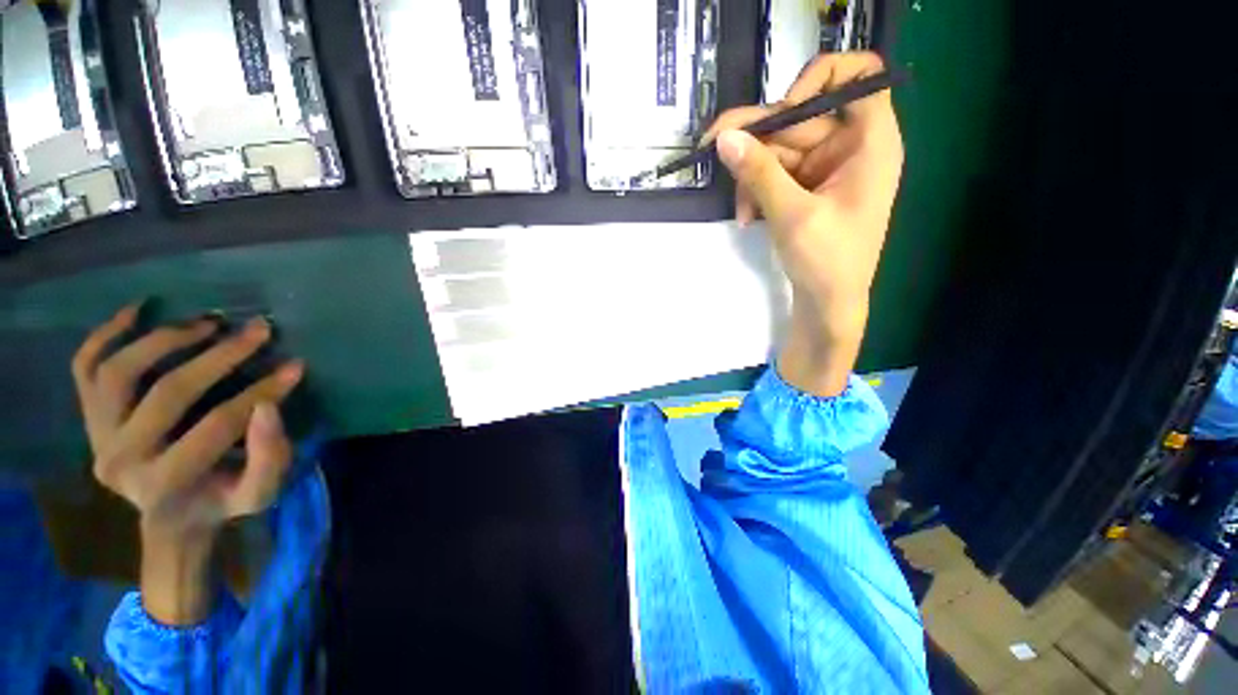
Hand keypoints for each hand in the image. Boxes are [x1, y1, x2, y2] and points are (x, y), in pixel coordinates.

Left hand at [73, 305, 304, 539]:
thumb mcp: (259, 492)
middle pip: (168, 391)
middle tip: (257, 329)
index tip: (295, 366)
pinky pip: (85, 366)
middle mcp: (120, 458)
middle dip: (220, 355)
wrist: (169, 516)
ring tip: (207, 323)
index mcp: (165, 482)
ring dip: (165, 338)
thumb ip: (270, 456)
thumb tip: (269, 405)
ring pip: (119, 370)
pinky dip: (106, 333)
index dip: (261, 392)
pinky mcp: (88, 417)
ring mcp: (97, 435)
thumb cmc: (220, 501)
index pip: (218, 424)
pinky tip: (138, 310)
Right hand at [704, 52, 903, 395]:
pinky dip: (756, 192)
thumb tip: (724, 137)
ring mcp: (825, 168)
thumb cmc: (827, 262)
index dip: (819, 79)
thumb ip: (759, 173)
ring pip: (779, 149)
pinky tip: (748, 217)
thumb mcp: (792, 215)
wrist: (828, 305)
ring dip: (752, 177)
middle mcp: (850, 147)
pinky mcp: (806, 188)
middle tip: (713, 149)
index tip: (784, 107)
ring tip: (743, 211)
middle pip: (801, 117)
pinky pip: (775, 174)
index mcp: (870, 142)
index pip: (859, 76)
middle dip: (758, 140)